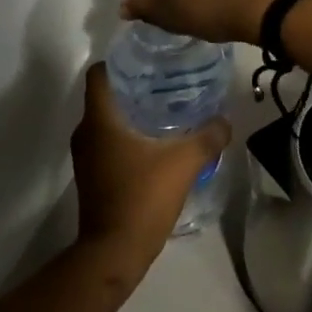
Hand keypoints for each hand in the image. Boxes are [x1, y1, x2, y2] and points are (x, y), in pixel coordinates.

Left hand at [72, 64, 228, 285]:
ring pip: (106, 121)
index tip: (145, 59)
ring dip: (129, 113)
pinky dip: (125, 136)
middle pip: (105, 96)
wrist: (114, 252)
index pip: (99, 74)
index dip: (118, 61)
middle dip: (131, 86)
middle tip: (164, 81)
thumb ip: (208, 137)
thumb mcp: (184, 162)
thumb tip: (225, 120)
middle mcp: (86, 133)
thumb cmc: (142, 197)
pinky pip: (107, 143)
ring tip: (164, 108)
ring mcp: (86, 157)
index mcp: (100, 120)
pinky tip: (154, 142)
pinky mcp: (92, 176)